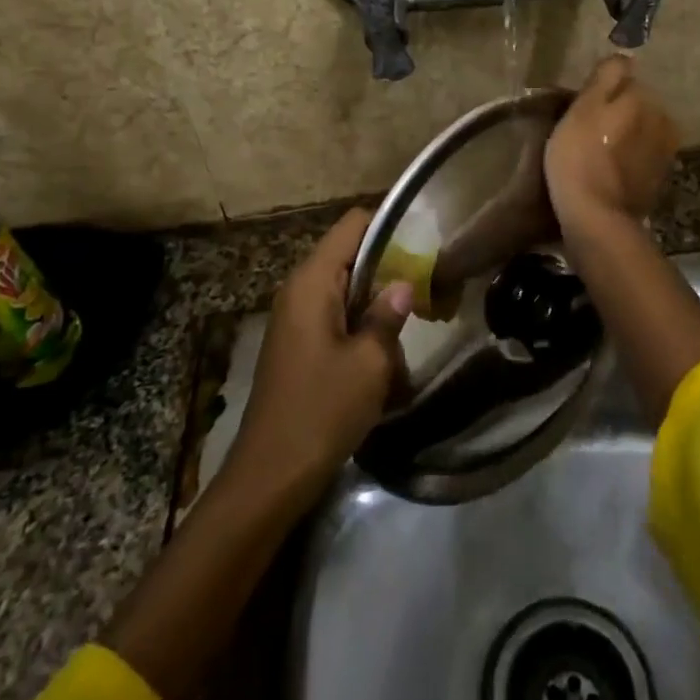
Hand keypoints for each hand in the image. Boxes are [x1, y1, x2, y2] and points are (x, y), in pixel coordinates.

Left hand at [226, 208, 411, 508]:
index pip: (352, 225)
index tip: (424, 240)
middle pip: (350, 255)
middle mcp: (300, 289)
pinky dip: (362, 326)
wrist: (271, 475)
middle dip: (389, 267)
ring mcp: (296, 318)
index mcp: (313, 282)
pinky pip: (336, 317)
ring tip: (413, 323)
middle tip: (428, 283)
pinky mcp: (298, 344)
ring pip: (346, 289)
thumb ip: (388, 315)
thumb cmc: (322, 410)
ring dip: (377, 303)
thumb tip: (402, 284)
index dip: (389, 223)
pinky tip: (386, 355)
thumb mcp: (369, 363)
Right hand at [545, 55, 680, 229]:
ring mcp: (664, 152)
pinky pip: (641, 156)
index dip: (600, 91)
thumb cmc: (580, 157)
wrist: (597, 217)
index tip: (582, 106)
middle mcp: (663, 120)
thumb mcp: (584, 108)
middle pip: (635, 104)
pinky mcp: (659, 179)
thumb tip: (625, 55)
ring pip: (640, 130)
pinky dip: (628, 158)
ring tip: (597, 152)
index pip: (623, 78)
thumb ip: (606, 77)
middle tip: (586, 130)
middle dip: (617, 111)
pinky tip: (609, 171)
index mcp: (644, 99)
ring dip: (624, 135)